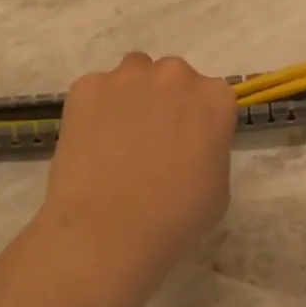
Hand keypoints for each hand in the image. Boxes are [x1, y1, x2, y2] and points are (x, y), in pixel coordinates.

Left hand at [38, 52, 236, 280]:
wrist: (106, 232)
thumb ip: (210, 149)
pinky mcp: (87, 86)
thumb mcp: (218, 188)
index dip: (199, 122)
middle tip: (151, 141)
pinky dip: (95, 109)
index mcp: (214, 99)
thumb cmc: (174, 219)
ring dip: (132, 96)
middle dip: (166, 102)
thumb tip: (190, 144)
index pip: (212, 97)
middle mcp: (175, 75)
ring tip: (117, 138)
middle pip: (173, 78)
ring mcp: (128, 77)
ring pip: (134, 75)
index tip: (188, 146)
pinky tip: (90, 145)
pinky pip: (96, 90)